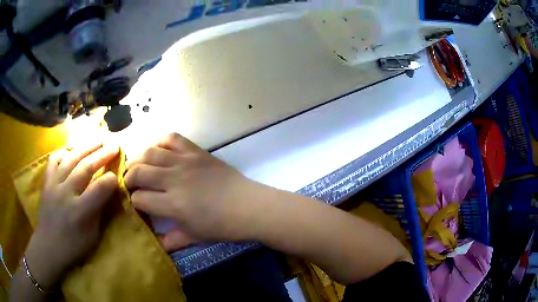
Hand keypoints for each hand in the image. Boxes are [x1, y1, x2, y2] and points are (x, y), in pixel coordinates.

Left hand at [24, 143, 118, 289]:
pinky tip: (71, 152)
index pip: (100, 188)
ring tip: (98, 139)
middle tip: (114, 144)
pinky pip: (54, 160)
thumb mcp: (92, 236)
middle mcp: (66, 193)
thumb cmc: (73, 246)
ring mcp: (54, 185)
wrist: (48, 246)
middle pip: (86, 167)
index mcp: (80, 212)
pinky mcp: (46, 182)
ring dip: (86, 147)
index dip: (111, 179)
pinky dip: (63, 153)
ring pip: (71, 159)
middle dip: (102, 154)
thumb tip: (108, 192)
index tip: (118, 174)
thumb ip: (99, 211)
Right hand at [125, 133, 259, 251]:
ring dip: (138, 159)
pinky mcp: (196, 151)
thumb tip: (156, 245)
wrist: (249, 206)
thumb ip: (171, 240)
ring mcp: (185, 162)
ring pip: (150, 153)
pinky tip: (157, 150)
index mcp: (172, 204)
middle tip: (130, 184)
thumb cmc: (222, 226)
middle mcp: (173, 179)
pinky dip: (160, 141)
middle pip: (139, 172)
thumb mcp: (194, 237)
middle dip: (129, 178)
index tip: (136, 204)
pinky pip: (172, 138)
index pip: (140, 198)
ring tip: (137, 166)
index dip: (134, 202)